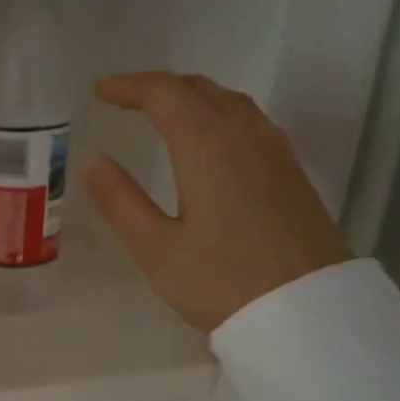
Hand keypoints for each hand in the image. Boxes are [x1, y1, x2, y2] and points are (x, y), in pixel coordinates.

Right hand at [81, 72, 351, 332]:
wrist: (307, 313)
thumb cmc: (222, 282)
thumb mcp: (157, 249)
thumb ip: (121, 201)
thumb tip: (92, 163)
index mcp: (207, 146)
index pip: (164, 94)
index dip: (129, 87)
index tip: (99, 91)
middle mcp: (245, 135)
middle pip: (200, 89)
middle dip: (159, 87)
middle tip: (125, 99)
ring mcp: (275, 152)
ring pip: (229, 102)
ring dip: (191, 98)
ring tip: (162, 114)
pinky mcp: (291, 173)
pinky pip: (248, 122)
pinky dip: (216, 115)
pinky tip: (207, 143)